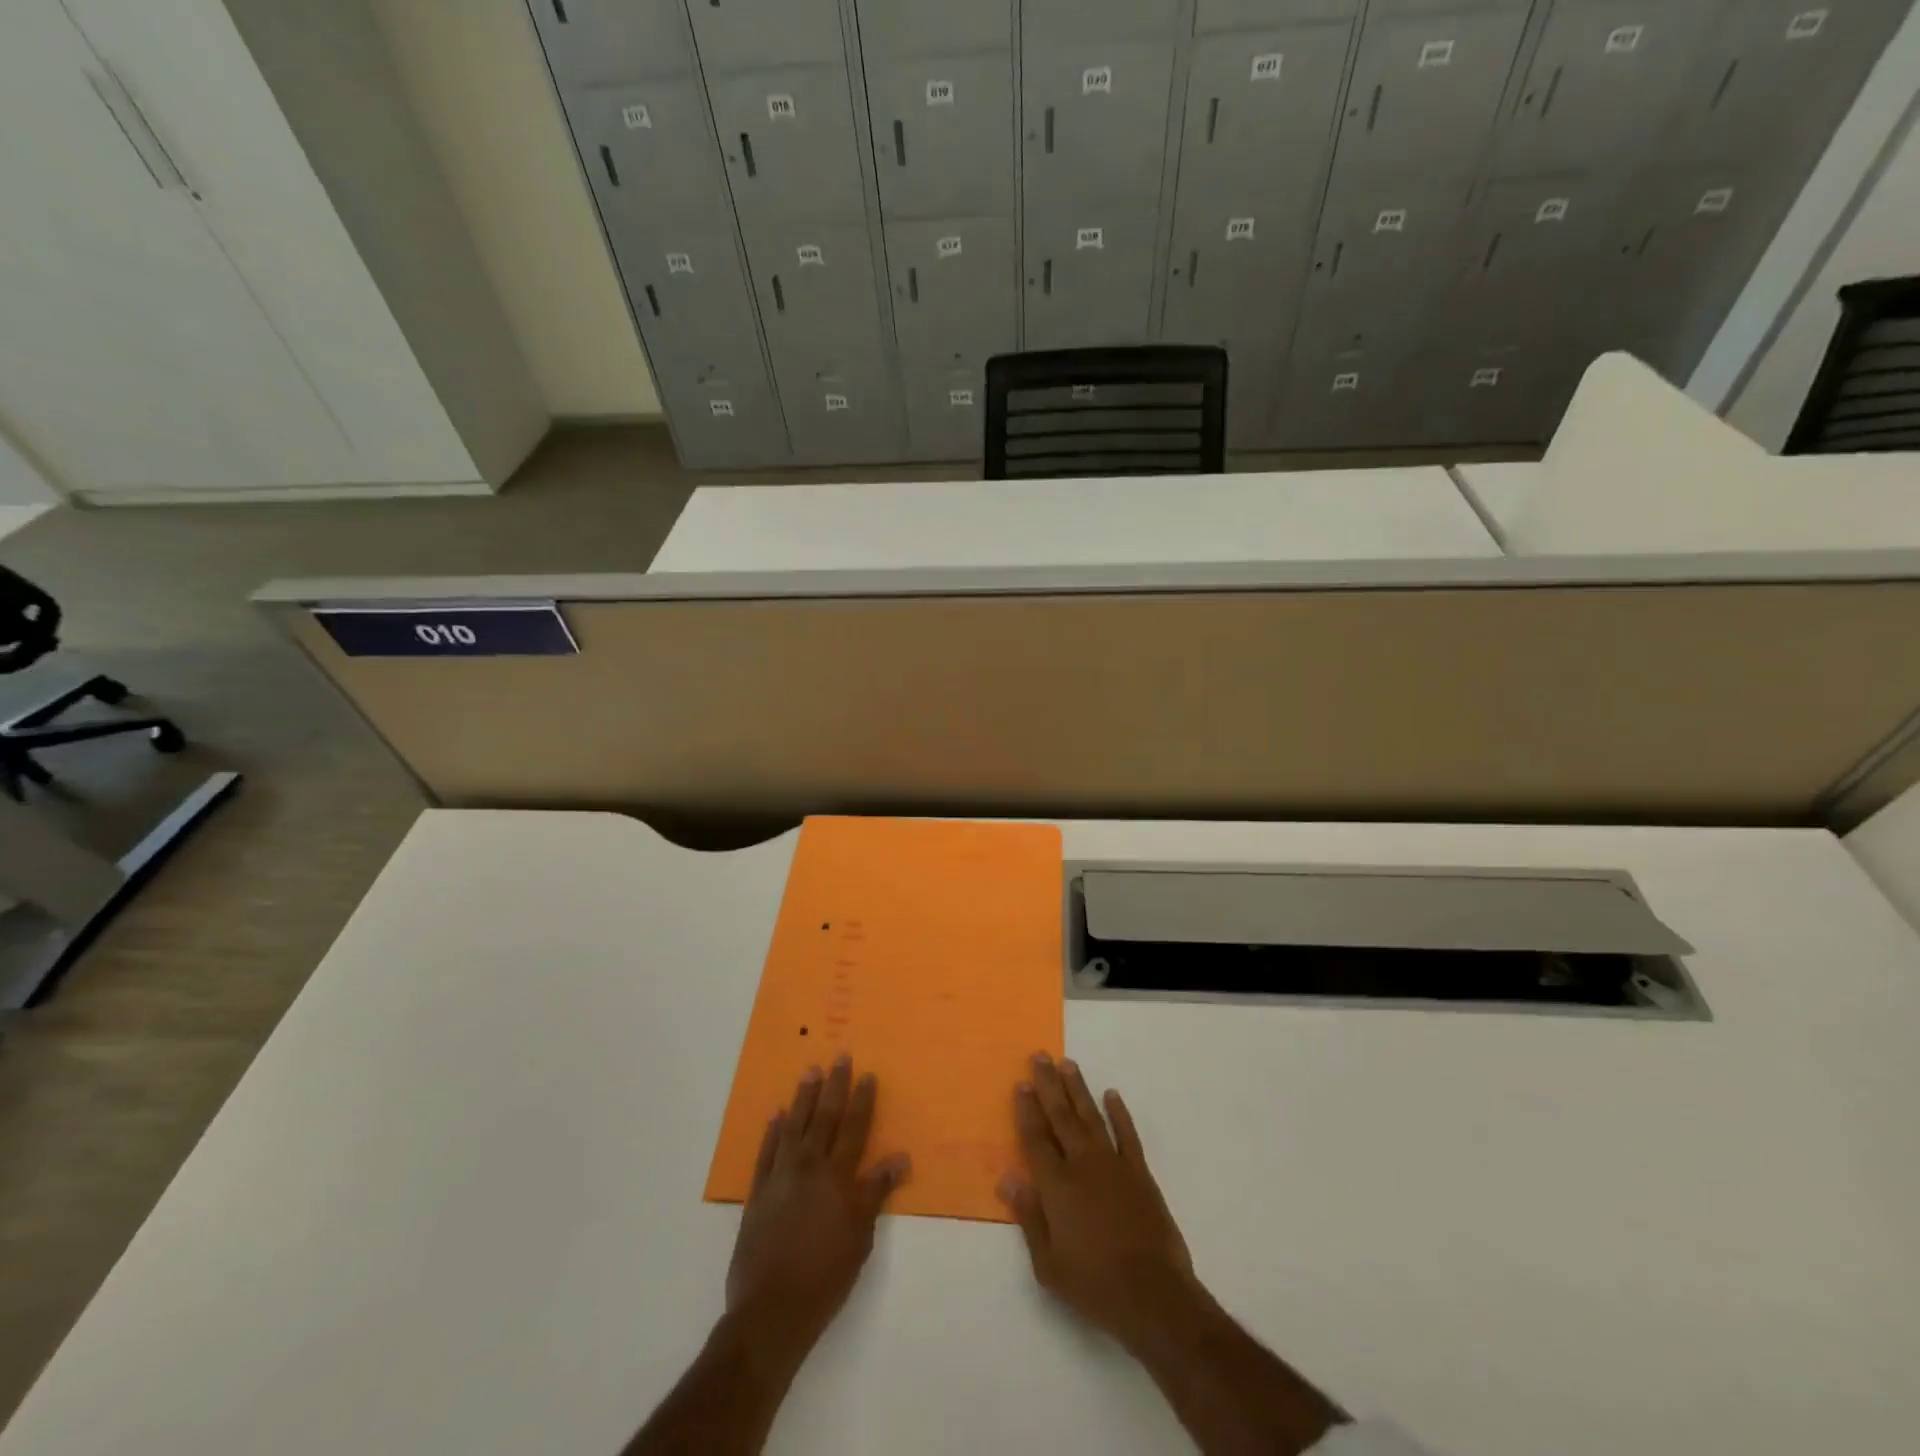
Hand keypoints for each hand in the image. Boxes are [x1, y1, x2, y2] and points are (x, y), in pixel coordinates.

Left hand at [725, 1057, 909, 1359]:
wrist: (771, 1310)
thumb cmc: (826, 1276)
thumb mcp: (861, 1237)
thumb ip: (875, 1192)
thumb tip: (899, 1157)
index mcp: (837, 1177)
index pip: (854, 1128)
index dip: (862, 1100)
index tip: (867, 1074)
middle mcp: (809, 1167)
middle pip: (824, 1118)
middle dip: (834, 1086)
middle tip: (839, 1057)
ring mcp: (780, 1177)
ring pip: (794, 1126)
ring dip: (803, 1098)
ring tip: (810, 1072)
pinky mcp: (757, 1193)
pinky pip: (766, 1152)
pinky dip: (772, 1132)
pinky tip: (776, 1115)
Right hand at [998, 1052, 1199, 1351]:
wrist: (1153, 1296)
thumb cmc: (1094, 1285)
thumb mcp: (1048, 1265)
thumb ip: (1028, 1217)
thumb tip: (1008, 1178)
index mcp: (1057, 1186)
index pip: (1036, 1138)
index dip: (1027, 1110)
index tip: (1020, 1083)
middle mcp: (1082, 1165)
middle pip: (1061, 1116)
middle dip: (1049, 1085)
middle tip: (1040, 1056)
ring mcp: (1113, 1165)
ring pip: (1091, 1116)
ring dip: (1078, 1089)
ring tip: (1068, 1063)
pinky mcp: (1140, 1173)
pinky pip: (1127, 1135)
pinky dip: (1119, 1113)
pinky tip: (1112, 1094)